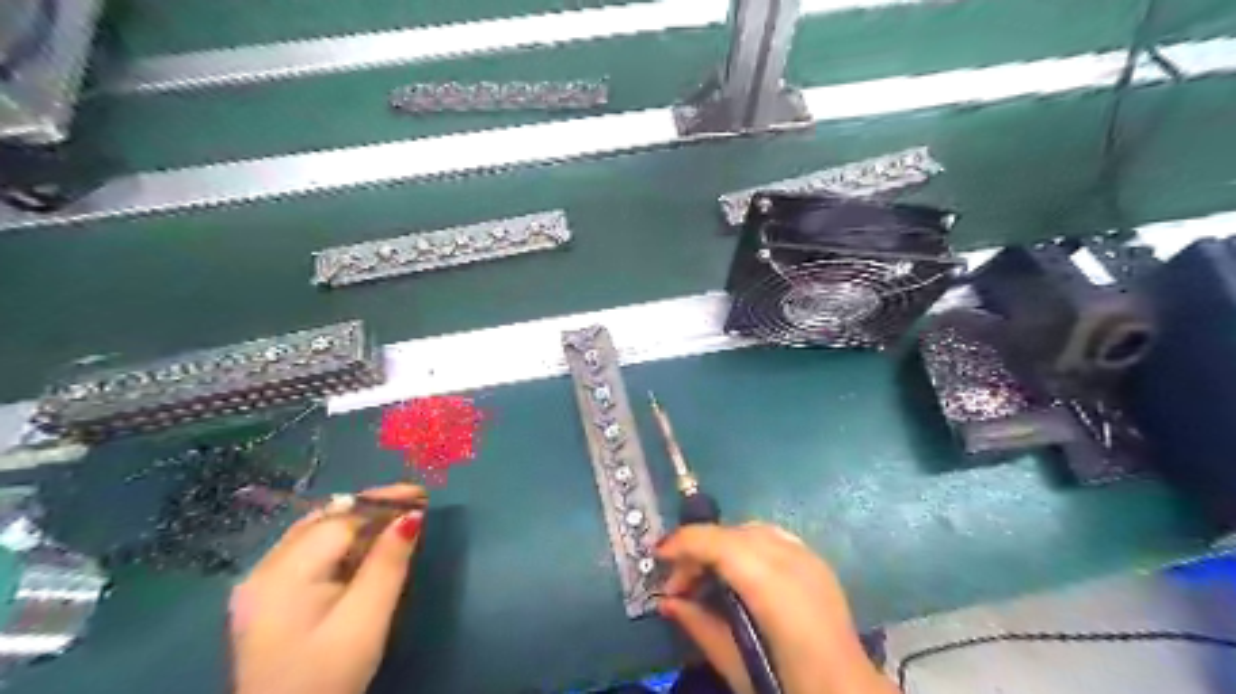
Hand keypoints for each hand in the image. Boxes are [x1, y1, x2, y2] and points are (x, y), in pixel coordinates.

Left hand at [226, 481, 427, 693]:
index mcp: (282, 575)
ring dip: (357, 522)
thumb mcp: (366, 620)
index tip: (422, 496)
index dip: (383, 503)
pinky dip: (341, 542)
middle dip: (371, 507)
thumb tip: (412, 515)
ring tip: (396, 523)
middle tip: (413, 506)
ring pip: (314, 532)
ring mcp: (259, 584)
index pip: (340, 519)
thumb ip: (388, 563)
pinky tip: (365, 550)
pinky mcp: (265, 598)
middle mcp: (263, 570)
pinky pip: (307, 551)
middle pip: (324, 519)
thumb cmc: (328, 677)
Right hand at [655, 523, 899, 693]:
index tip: (657, 555)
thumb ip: (700, 627)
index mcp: (773, 587)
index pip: (720, 544)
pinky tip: (738, 572)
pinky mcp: (817, 561)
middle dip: (699, 549)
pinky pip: (772, 537)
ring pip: (751, 530)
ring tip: (705, 578)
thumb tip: (666, 602)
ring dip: (721, 545)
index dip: (684, 543)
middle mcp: (792, 560)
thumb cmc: (791, 686)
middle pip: (733, 533)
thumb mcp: (738, 665)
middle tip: (679, 584)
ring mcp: (809, 557)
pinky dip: (746, 546)